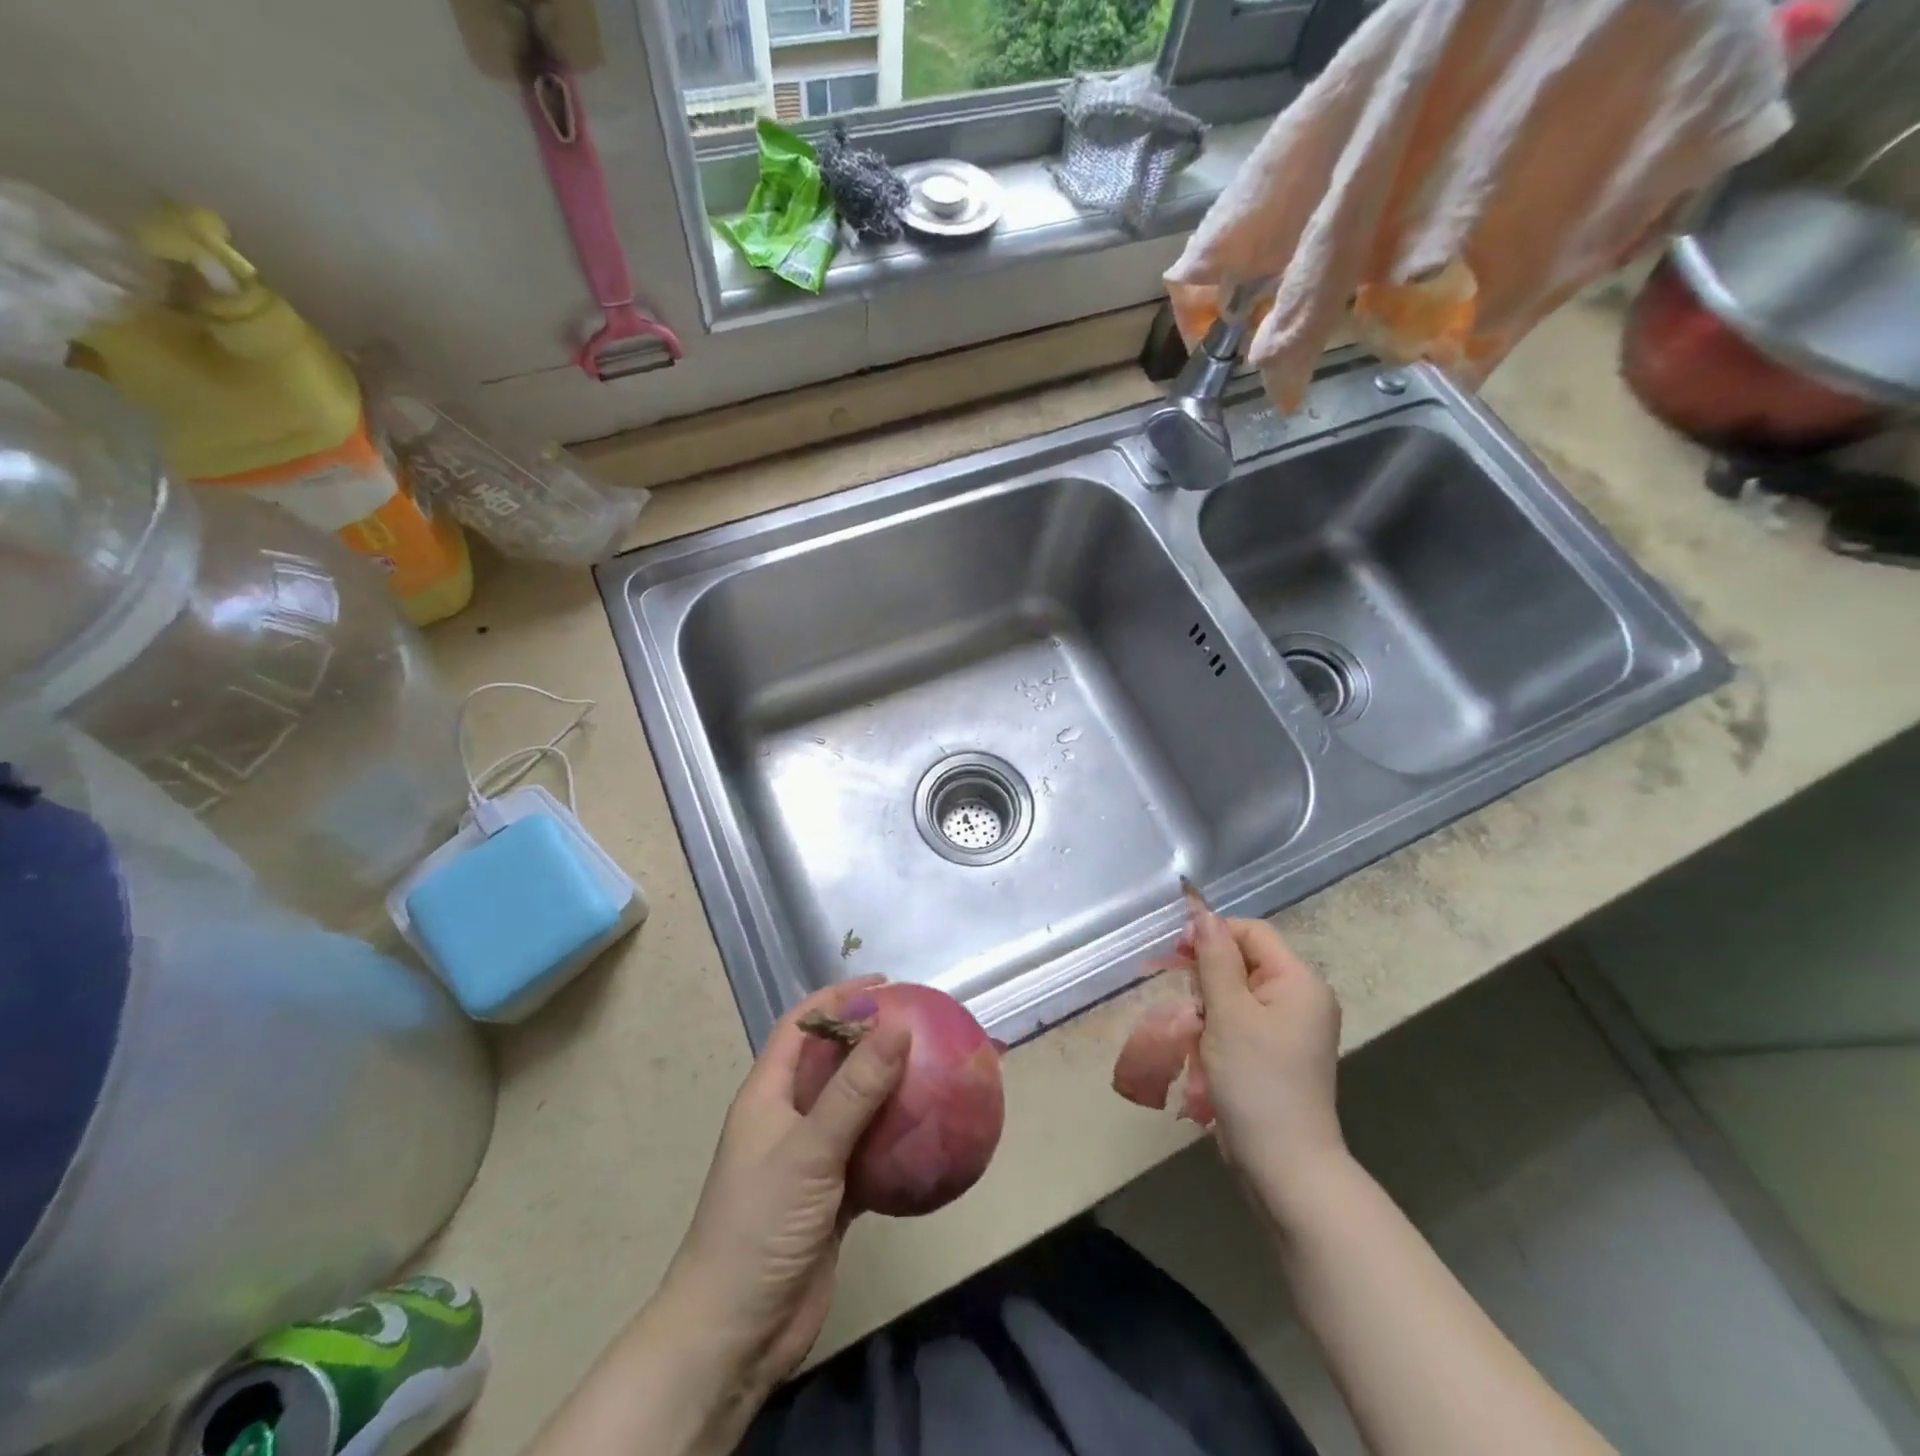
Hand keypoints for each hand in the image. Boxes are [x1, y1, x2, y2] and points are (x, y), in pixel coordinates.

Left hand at [656, 976, 908, 1399]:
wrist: (733, 1336)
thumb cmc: (759, 1226)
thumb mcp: (809, 1150)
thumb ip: (855, 1089)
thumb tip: (899, 1026)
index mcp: (768, 1094)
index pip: (802, 1025)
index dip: (838, 998)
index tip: (886, 985)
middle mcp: (788, 1118)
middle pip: (833, 1062)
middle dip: (871, 1040)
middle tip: (922, 1025)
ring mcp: (809, 1160)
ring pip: (854, 1108)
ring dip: (888, 1090)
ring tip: (934, 1069)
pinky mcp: (831, 1198)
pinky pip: (869, 1153)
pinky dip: (895, 1141)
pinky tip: (931, 1135)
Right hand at [1188, 907, 1345, 1197]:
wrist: (1284, 1166)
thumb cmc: (1255, 1081)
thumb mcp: (1227, 1012)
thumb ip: (1213, 958)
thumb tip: (1202, 913)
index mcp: (1299, 981)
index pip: (1251, 933)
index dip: (1213, 935)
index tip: (1177, 956)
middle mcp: (1302, 998)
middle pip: (1244, 961)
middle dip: (1209, 976)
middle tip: (1191, 1007)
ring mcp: (1292, 1029)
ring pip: (1237, 992)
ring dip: (1209, 1006)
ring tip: (1197, 1034)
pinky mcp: (1278, 1054)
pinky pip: (1242, 1021)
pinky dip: (1218, 1029)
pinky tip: (1205, 1052)